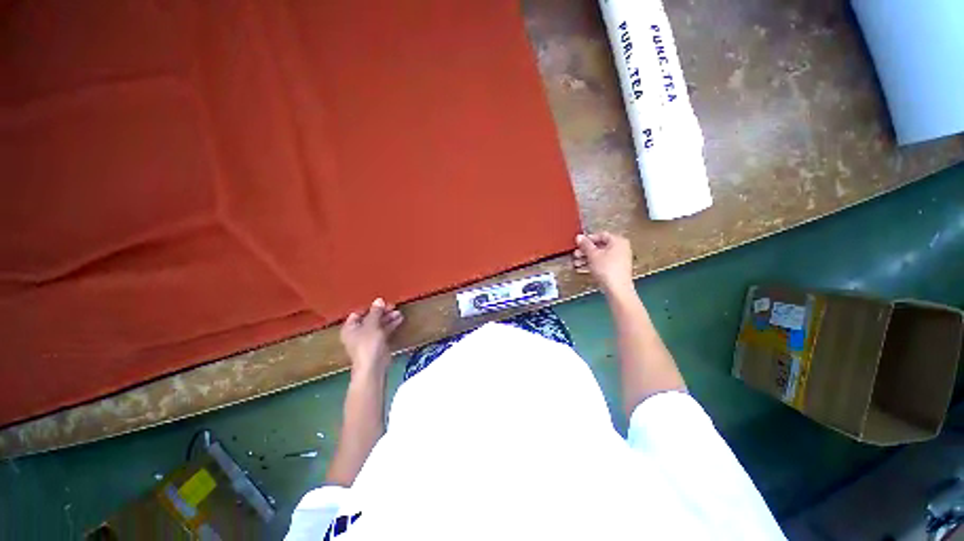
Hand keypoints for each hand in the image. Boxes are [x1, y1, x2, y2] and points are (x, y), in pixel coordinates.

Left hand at [340, 298, 403, 374]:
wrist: (373, 366)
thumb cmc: (367, 344)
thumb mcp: (371, 324)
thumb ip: (375, 312)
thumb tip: (379, 300)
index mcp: (350, 327)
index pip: (359, 313)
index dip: (370, 307)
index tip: (382, 302)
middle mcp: (357, 332)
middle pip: (370, 318)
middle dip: (382, 312)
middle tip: (393, 306)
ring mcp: (368, 339)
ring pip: (378, 324)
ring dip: (388, 318)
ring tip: (398, 312)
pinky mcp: (378, 343)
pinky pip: (384, 331)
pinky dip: (391, 325)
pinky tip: (399, 319)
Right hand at [573, 232, 634, 297]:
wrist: (617, 289)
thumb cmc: (607, 269)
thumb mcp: (592, 255)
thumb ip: (585, 245)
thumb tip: (579, 237)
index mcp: (618, 241)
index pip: (601, 235)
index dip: (588, 239)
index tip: (578, 243)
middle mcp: (621, 248)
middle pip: (600, 246)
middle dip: (585, 251)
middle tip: (575, 254)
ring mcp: (619, 260)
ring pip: (600, 256)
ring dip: (586, 259)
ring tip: (576, 263)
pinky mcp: (616, 270)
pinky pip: (602, 264)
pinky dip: (592, 265)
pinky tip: (581, 268)